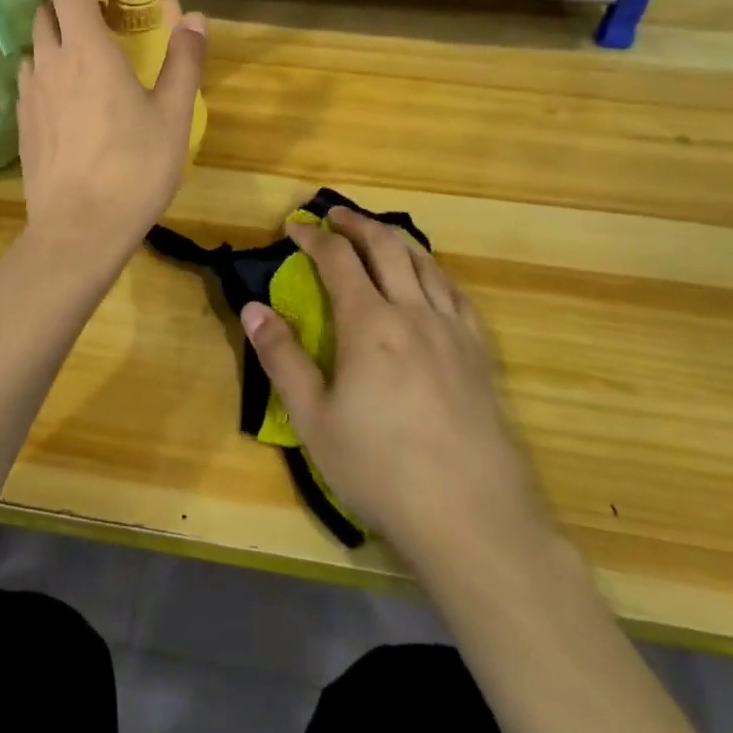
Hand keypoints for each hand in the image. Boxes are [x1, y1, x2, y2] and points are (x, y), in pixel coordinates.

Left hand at [17, 0, 206, 255]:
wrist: (79, 229)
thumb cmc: (134, 168)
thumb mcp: (173, 115)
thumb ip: (185, 61)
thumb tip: (195, 19)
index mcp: (87, 51)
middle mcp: (50, 63)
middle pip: (46, 12)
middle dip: (72, 3)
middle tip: (105, 17)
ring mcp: (30, 94)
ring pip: (35, 46)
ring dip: (57, 37)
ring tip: (88, 57)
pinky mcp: (22, 124)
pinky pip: (30, 79)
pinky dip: (47, 70)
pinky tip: (71, 99)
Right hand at [241, 208, 548, 571]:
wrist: (472, 516)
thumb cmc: (380, 469)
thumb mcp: (314, 419)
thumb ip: (282, 357)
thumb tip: (252, 308)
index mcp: (369, 324)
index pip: (338, 260)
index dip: (313, 236)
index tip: (294, 226)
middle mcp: (413, 313)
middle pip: (386, 247)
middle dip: (357, 224)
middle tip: (335, 216)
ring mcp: (453, 331)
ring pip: (425, 263)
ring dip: (396, 239)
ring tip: (378, 234)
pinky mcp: (480, 354)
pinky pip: (457, 294)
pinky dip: (435, 271)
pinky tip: (432, 279)